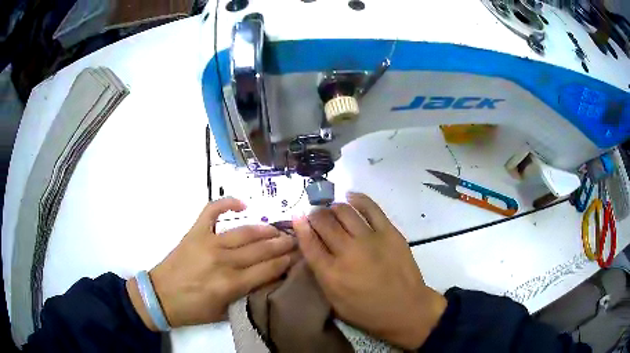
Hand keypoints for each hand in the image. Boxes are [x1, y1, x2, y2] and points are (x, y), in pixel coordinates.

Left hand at [127, 198, 297, 329]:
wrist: (161, 296)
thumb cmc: (194, 310)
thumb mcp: (225, 312)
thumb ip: (247, 296)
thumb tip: (269, 280)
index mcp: (231, 284)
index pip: (269, 269)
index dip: (287, 261)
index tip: (301, 255)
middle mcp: (223, 261)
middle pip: (261, 249)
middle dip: (283, 244)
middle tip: (296, 239)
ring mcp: (208, 242)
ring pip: (245, 231)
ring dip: (265, 229)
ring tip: (279, 229)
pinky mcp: (195, 232)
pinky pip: (212, 211)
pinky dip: (227, 203)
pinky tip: (242, 204)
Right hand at [293, 193, 445, 348]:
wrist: (406, 308)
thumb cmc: (367, 311)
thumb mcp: (334, 302)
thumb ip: (320, 274)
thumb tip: (311, 247)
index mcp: (331, 274)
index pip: (308, 242)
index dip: (300, 225)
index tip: (297, 215)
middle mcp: (348, 252)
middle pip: (324, 222)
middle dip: (315, 215)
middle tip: (316, 216)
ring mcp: (370, 239)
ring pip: (344, 211)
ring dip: (333, 207)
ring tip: (332, 210)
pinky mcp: (389, 232)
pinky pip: (371, 207)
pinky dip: (358, 198)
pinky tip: (350, 197)